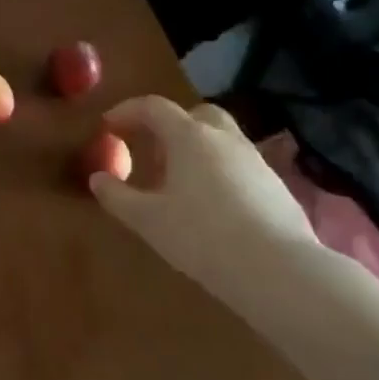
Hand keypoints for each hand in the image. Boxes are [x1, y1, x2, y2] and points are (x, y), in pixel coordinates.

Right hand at [90, 97, 321, 305]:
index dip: (127, 111)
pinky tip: (212, 206)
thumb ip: (117, 196)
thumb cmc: (202, 236)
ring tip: (179, 183)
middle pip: (196, 114)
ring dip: (196, 150)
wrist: (280, 272)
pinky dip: (219, 172)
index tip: (109, 125)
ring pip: (221, 140)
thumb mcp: (148, 220)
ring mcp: (255, 161)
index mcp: (189, 136)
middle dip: (170, 125)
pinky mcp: (277, 187)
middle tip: (152, 151)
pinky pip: (239, 166)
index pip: (153, 107)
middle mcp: (224, 138)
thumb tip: (98, 179)